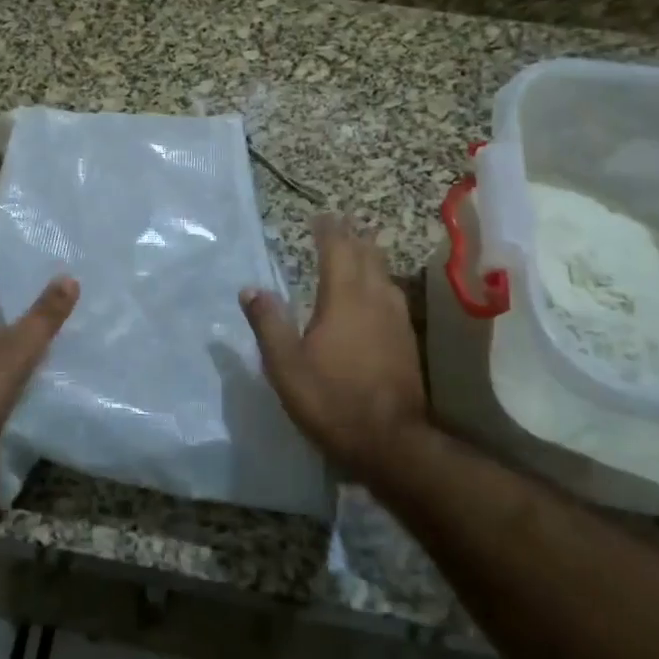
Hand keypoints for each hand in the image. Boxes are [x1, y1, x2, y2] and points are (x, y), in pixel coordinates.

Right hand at [240, 213, 429, 481]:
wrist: (392, 442)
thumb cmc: (332, 400)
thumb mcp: (286, 366)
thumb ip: (268, 323)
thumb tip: (251, 289)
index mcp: (344, 298)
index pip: (337, 249)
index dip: (328, 230)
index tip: (319, 216)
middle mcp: (375, 299)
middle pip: (367, 254)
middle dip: (352, 235)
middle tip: (340, 222)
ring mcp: (398, 319)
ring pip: (384, 273)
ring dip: (370, 255)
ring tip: (358, 248)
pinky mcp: (408, 340)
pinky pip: (393, 293)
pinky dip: (380, 280)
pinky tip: (376, 292)